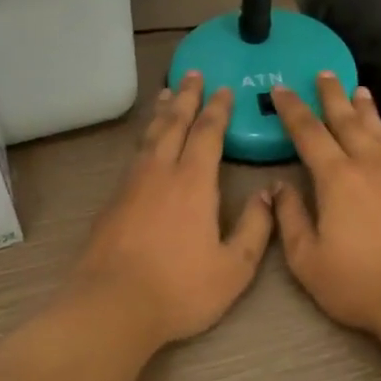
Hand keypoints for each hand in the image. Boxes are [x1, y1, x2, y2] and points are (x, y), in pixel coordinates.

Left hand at [65, 71, 274, 348]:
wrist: (112, 306)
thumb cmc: (179, 289)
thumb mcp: (233, 268)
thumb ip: (255, 228)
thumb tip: (268, 194)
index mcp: (193, 182)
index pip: (207, 133)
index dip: (217, 109)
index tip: (224, 89)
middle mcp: (160, 172)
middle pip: (173, 123)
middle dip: (186, 96)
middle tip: (191, 73)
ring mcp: (131, 185)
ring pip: (149, 136)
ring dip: (161, 112)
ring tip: (166, 94)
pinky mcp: (112, 201)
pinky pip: (134, 155)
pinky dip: (145, 138)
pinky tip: (146, 144)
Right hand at [270, 74, 380, 337]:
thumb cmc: (360, 282)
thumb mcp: (308, 259)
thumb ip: (291, 219)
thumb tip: (278, 188)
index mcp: (336, 178)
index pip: (309, 133)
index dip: (293, 109)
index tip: (281, 88)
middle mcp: (369, 165)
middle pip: (347, 120)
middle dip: (332, 95)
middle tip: (325, 73)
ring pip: (377, 131)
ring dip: (365, 109)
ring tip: (360, 91)